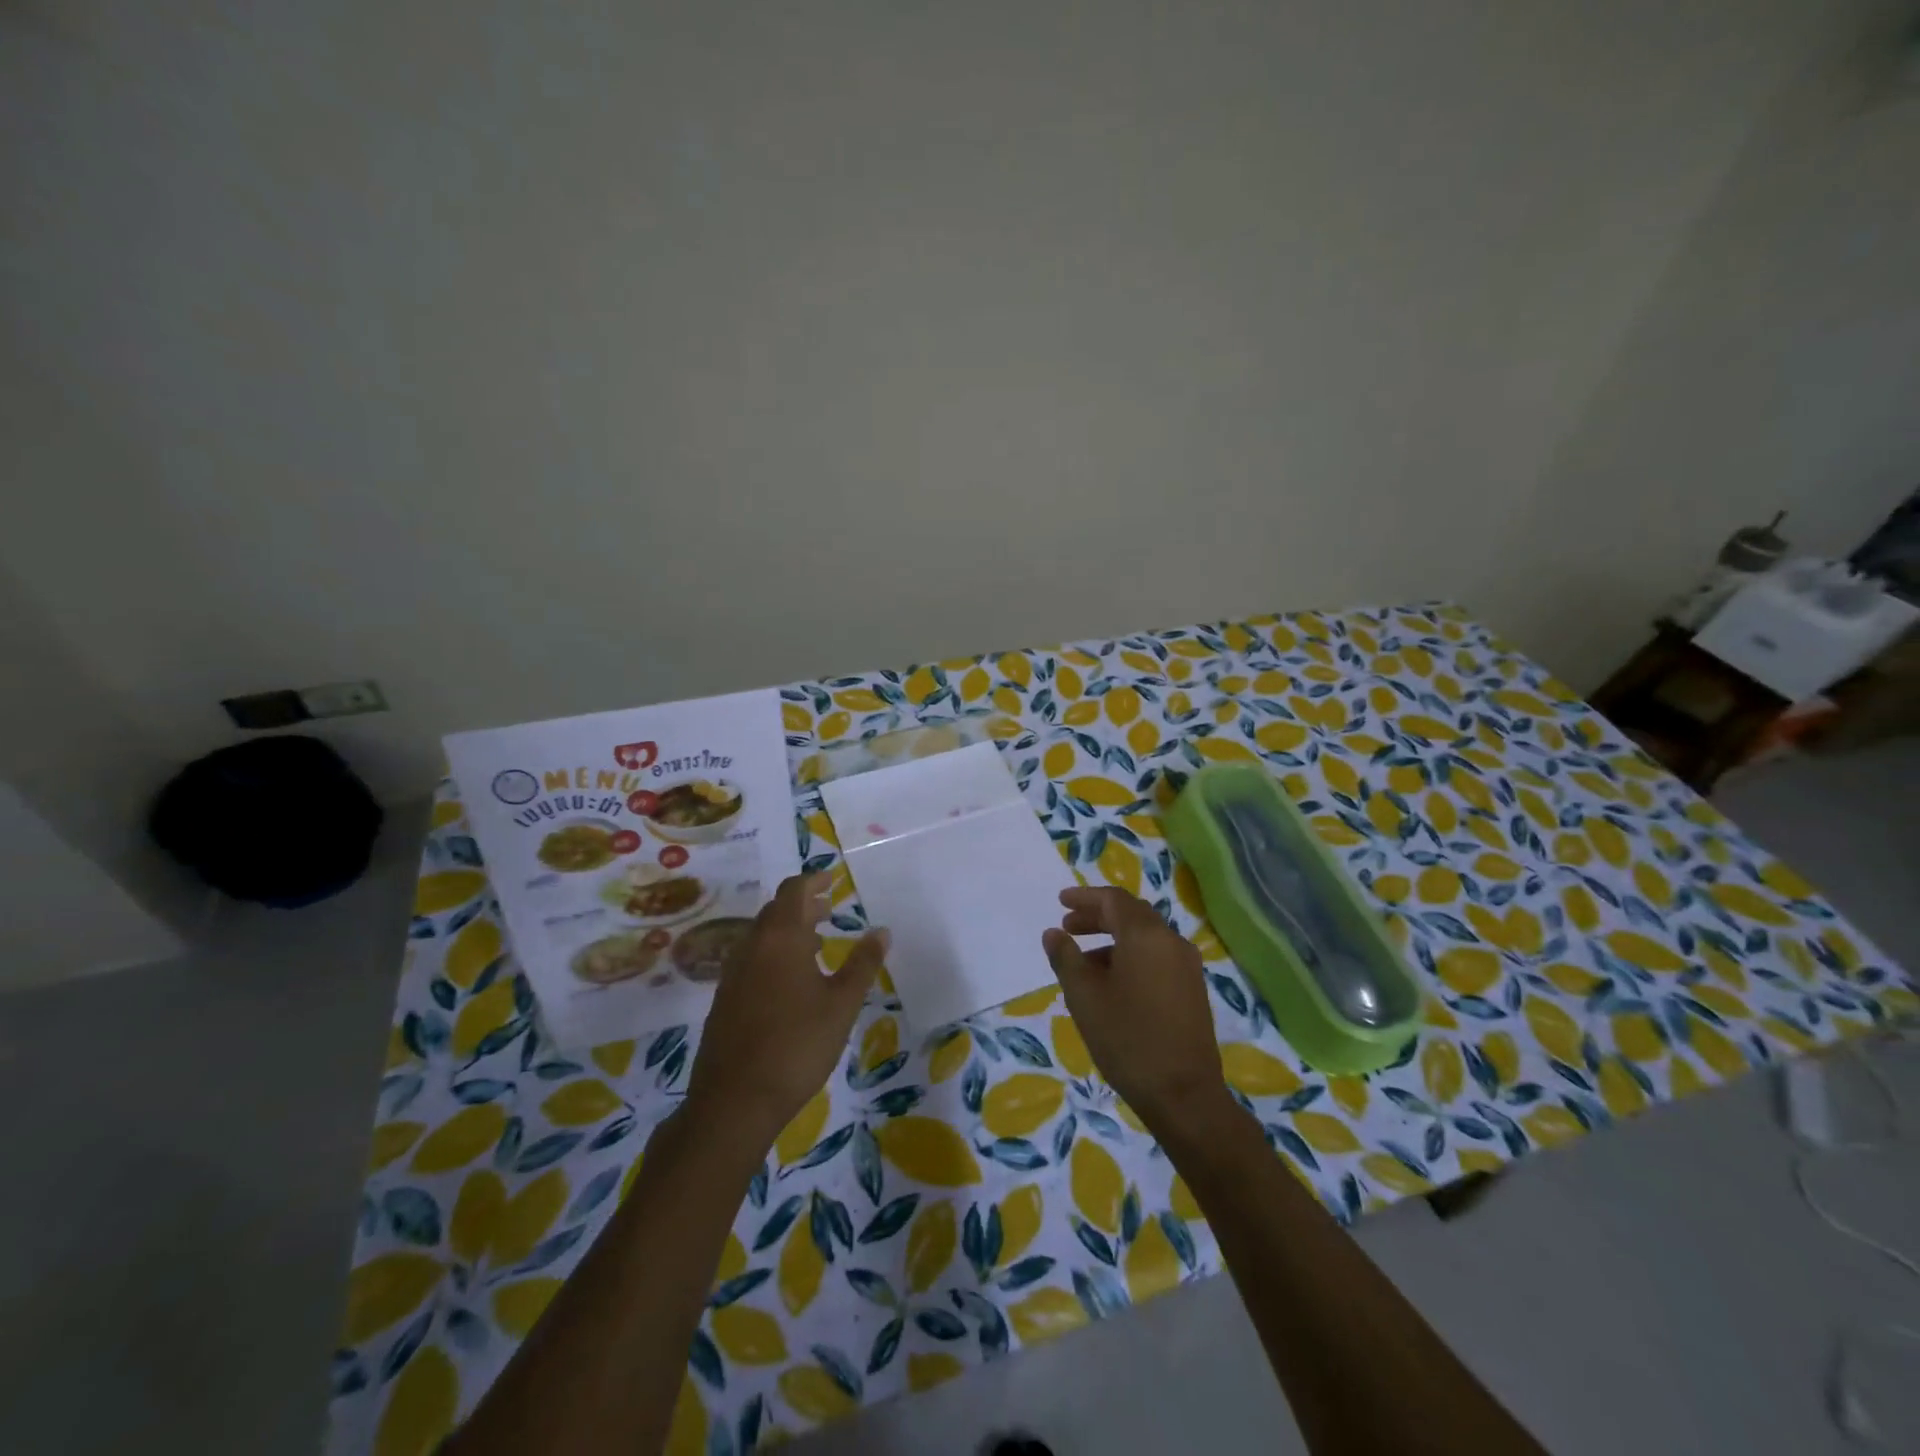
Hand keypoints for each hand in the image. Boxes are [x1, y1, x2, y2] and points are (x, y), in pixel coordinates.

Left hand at [684, 873, 886, 1146]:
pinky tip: (791, 981)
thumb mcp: (842, 1004)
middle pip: (776, 910)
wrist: (734, 1101)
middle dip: (803, 905)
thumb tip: (882, 931)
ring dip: (788, 930)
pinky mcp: (724, 999)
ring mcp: (733, 973)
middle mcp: (752, 946)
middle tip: (829, 909)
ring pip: (761, 936)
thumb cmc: (797, 1045)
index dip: (813, 880)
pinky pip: (751, 959)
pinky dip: (774, 954)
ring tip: (817, 943)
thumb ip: (862, 964)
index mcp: (780, 937)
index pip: (794, 891)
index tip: (832, 879)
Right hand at [1041, 886, 1229, 1138]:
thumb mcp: (1084, 997)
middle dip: (1098, 916)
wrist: (1184, 1094)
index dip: (1085, 897)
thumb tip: (1054, 933)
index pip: (1113, 900)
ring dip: (1113, 938)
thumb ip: (1066, 958)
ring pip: (1145, 937)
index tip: (1060, 902)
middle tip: (1068, 927)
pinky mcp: (1192, 989)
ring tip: (1084, 961)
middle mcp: (1171, 941)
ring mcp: (1187, 966)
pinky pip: (1157, 956)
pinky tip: (1112, 983)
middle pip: (1132, 914)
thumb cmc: (1127, 1038)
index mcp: (1146, 935)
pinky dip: (1131, 956)